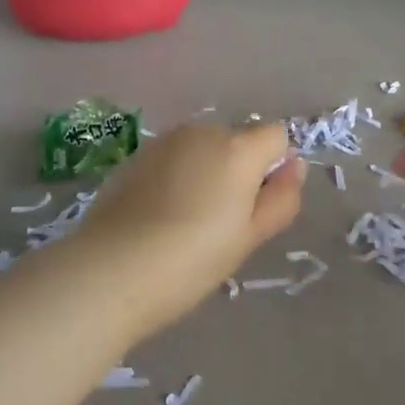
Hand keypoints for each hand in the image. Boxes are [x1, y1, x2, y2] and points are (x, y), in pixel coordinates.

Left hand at [70, 120, 304, 334]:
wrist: (110, 271)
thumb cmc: (192, 260)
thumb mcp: (249, 237)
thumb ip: (281, 198)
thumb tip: (295, 166)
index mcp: (238, 149)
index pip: (277, 136)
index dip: (274, 168)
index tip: (256, 206)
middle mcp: (202, 132)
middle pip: (237, 141)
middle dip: (238, 170)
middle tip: (221, 223)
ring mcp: (163, 142)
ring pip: (202, 149)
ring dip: (206, 173)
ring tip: (186, 221)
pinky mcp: (134, 157)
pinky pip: (172, 159)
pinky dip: (175, 178)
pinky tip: (158, 216)